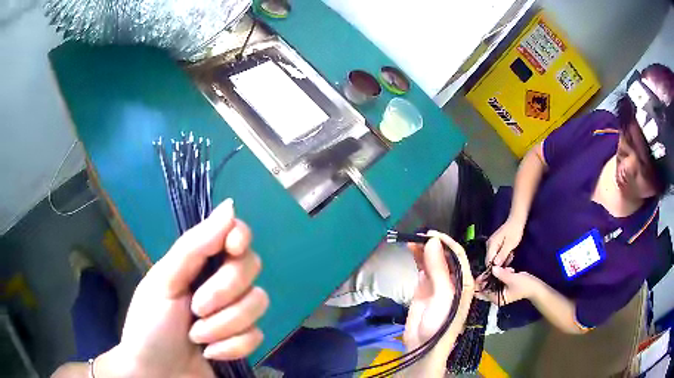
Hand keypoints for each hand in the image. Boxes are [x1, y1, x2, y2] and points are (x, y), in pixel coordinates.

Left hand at [98, 199, 268, 377]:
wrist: (158, 373)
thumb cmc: (151, 325)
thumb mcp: (164, 282)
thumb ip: (194, 246)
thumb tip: (229, 206)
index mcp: (199, 263)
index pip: (234, 233)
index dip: (240, 236)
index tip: (233, 249)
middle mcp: (221, 283)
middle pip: (251, 266)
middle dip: (224, 291)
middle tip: (196, 307)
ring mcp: (235, 313)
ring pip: (258, 303)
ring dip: (223, 325)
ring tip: (197, 337)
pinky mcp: (244, 340)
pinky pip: (257, 335)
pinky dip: (231, 347)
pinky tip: (210, 353)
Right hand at [404, 231, 473, 374]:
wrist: (423, 346)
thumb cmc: (441, 322)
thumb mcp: (443, 296)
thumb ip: (439, 269)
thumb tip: (432, 241)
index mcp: (464, 280)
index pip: (458, 255)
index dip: (446, 243)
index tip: (431, 234)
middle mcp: (452, 279)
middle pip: (444, 256)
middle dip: (433, 244)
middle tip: (418, 236)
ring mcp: (437, 283)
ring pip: (432, 260)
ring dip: (423, 250)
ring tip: (411, 240)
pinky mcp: (424, 288)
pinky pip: (422, 269)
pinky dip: (417, 259)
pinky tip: (411, 251)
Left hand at [476, 266, 537, 305]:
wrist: (535, 286)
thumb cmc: (523, 285)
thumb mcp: (512, 279)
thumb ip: (501, 274)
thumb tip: (492, 268)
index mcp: (496, 298)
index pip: (482, 293)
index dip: (479, 284)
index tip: (479, 274)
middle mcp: (496, 296)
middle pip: (486, 286)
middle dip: (491, 276)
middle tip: (497, 269)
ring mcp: (500, 291)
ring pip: (493, 281)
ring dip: (499, 274)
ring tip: (509, 271)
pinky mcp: (505, 285)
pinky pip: (499, 278)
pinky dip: (503, 273)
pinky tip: (511, 270)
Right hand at [486, 217, 524, 266]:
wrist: (516, 221)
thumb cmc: (514, 231)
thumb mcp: (510, 244)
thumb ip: (502, 255)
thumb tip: (495, 265)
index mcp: (491, 245)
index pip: (488, 262)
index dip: (495, 268)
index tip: (503, 270)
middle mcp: (489, 246)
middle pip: (491, 261)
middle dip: (500, 263)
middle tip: (510, 258)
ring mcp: (492, 245)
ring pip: (495, 259)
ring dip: (503, 260)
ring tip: (511, 254)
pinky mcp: (496, 245)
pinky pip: (497, 255)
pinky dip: (503, 256)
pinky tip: (509, 253)